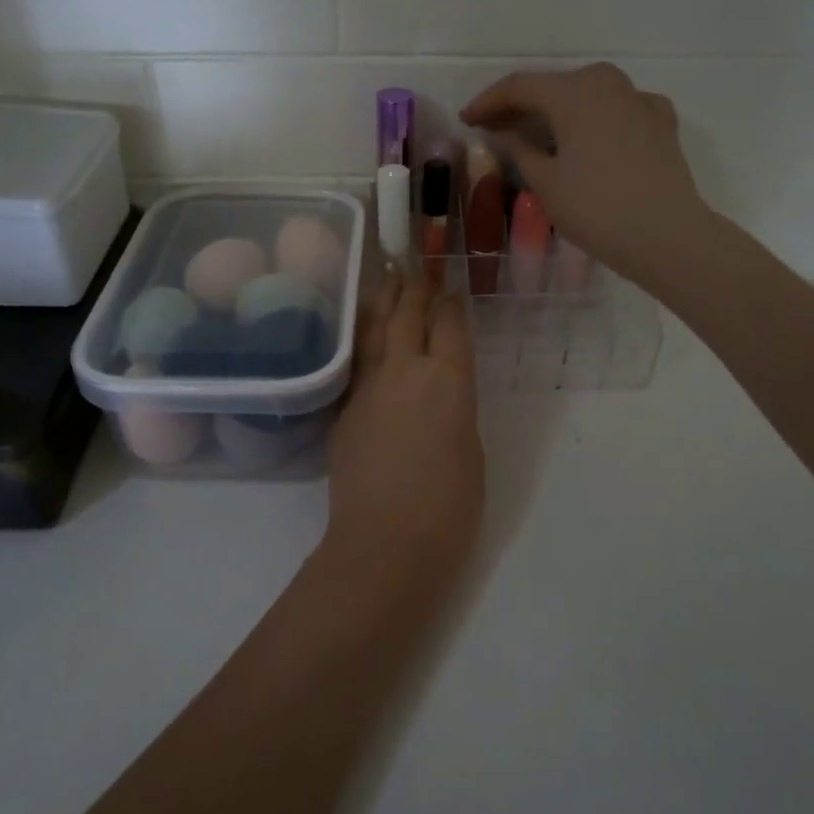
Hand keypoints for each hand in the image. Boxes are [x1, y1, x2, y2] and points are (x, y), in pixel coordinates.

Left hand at [326, 275, 483, 575]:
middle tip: (418, 268)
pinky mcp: (342, 408)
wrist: (385, 544)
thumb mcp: (471, 450)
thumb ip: (455, 408)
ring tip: (388, 278)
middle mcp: (405, 371)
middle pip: (407, 314)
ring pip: (373, 328)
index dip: (451, 303)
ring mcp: (367, 387)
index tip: (451, 291)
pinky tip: (363, 331)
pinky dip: (362, 337)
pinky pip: (355, 360)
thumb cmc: (448, 508)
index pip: (449, 324)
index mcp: (448, 381)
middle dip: (415, 288)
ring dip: (384, 300)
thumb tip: (440, 392)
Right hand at [461, 62, 708, 282]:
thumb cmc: (596, 208)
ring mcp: (639, 100)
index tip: (466, 119)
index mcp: (573, 93)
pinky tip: (593, 134)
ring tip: (538, 132)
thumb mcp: (545, 182)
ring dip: (559, 110)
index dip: (488, 102)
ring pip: (588, 94)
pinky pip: (619, 109)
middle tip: (496, 128)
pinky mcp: (661, 123)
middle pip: (554, 86)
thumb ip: (519, 150)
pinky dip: (598, 118)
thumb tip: (503, 134)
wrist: (666, 235)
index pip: (519, 87)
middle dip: (522, 105)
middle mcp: (606, 84)